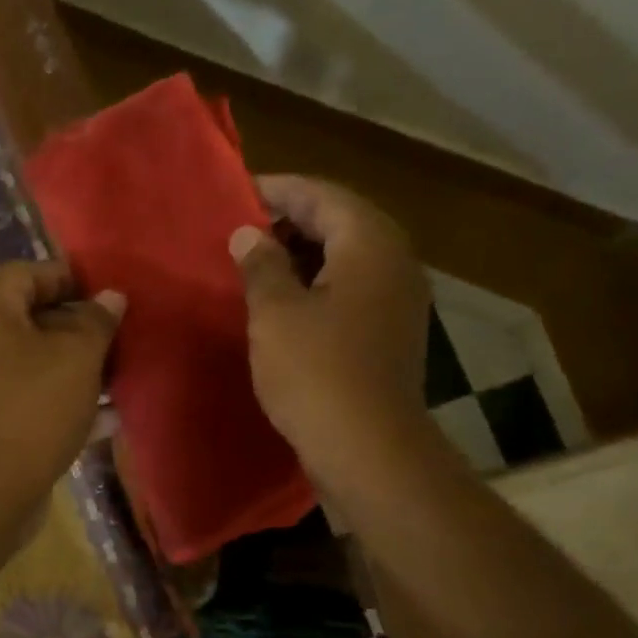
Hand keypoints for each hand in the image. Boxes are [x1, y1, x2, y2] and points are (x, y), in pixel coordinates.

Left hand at [0, 260, 123, 527]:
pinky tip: (105, 418)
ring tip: (120, 376)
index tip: (107, 294)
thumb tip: (111, 296)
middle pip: (31, 322)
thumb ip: (96, 322)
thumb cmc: (31, 407)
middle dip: (78, 328)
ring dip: (76, 370)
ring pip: (35, 367)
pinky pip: (31, 404)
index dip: (68, 278)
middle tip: (120, 338)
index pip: (27, 274)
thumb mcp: (76, 356)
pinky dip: (64, 405)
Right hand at [230, 174, 431, 482]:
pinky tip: (286, 300)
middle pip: (342, 220)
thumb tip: (249, 235)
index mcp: (370, 245)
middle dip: (292, 219)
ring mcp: (399, 299)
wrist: (368, 448)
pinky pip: (353, 287)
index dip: (279, 190)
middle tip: (244, 227)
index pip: (323, 195)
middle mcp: (395, 262)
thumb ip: (261, 265)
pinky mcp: (392, 331)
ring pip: (349, 256)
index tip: (238, 192)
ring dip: (305, 252)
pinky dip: (320, 282)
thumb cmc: (316, 372)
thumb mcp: (275, 313)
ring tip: (257, 261)